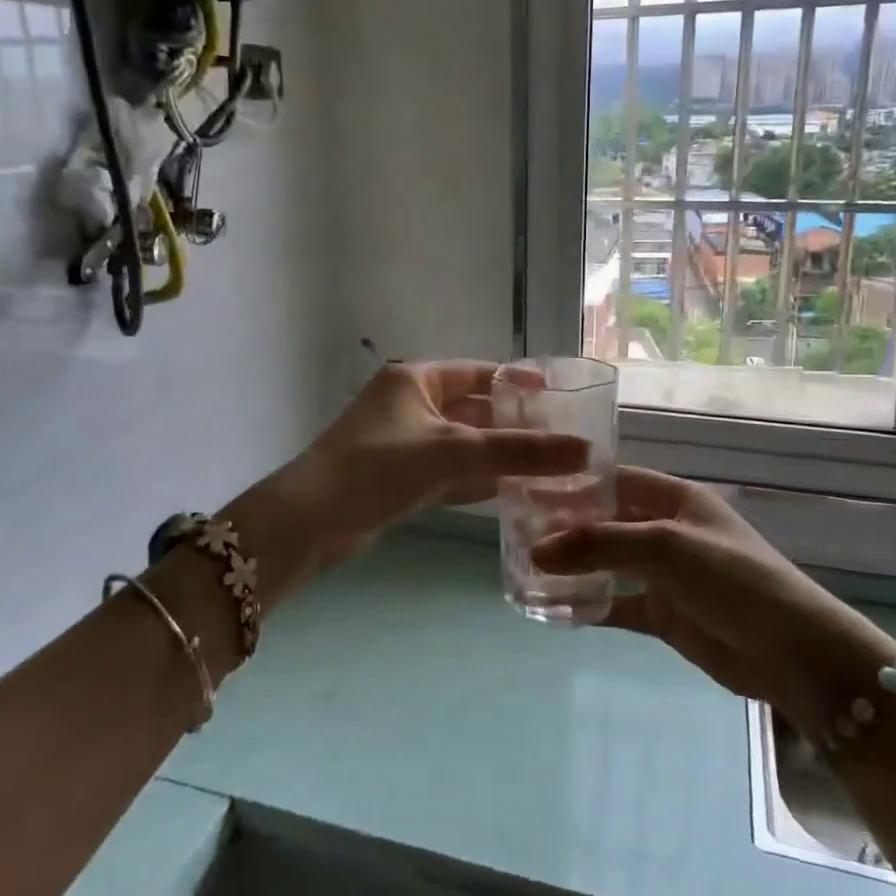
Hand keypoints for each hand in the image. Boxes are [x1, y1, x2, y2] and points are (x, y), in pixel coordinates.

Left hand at [287, 361, 589, 567]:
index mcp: (415, 380)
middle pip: (473, 410)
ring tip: (549, 470)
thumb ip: (518, 452)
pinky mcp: (399, 480)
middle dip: (513, 426)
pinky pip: (449, 474)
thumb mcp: (453, 453)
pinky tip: (512, 494)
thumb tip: (585, 450)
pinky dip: (476, 482)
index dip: (517, 383)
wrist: (311, 522)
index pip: (477, 373)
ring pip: (463, 446)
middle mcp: (409, 405)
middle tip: (562, 441)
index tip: (557, 398)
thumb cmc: (380, 468)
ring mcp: (403, 444)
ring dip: (499, 458)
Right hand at [533, 468, 895, 738]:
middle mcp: (667, 532)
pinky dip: (588, 607)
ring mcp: (666, 576)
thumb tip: (536, 551)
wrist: (792, 652)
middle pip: (607, 522)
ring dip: (574, 568)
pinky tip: (553, 610)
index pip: (615, 480)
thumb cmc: (731, 578)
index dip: (575, 483)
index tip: (530, 490)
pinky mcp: (665, 616)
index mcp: (675, 500)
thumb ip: (598, 544)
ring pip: (608, 565)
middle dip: (567, 528)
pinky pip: (617, 605)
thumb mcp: (663, 547)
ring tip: (525, 569)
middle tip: (517, 534)